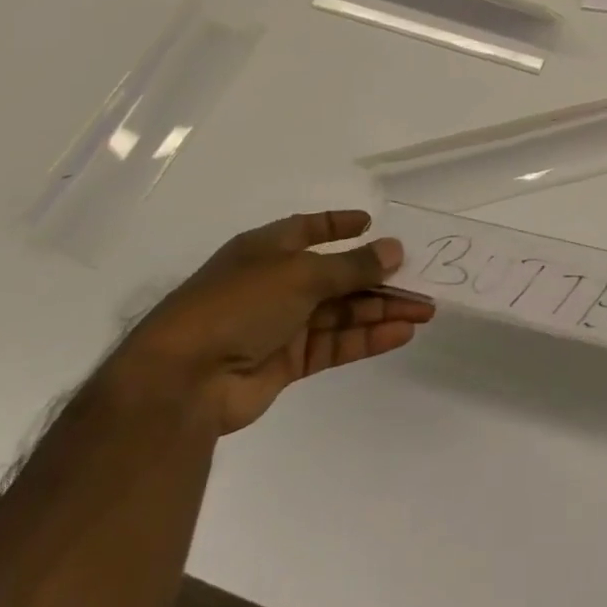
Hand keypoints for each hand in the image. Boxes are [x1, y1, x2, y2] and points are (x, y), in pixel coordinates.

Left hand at [114, 210, 431, 434]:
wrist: (182, 383)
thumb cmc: (238, 306)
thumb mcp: (301, 274)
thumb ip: (353, 266)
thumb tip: (395, 249)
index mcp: (267, 250)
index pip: (309, 229)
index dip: (340, 225)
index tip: (372, 224)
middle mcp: (276, 283)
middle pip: (338, 275)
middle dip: (380, 277)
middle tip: (424, 279)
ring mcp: (281, 324)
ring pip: (342, 311)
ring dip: (383, 309)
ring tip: (425, 309)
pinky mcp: (287, 362)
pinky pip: (335, 344)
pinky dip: (367, 338)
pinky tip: (401, 333)